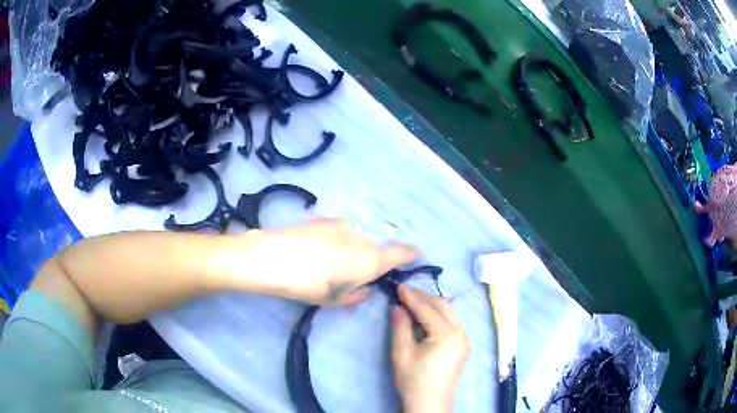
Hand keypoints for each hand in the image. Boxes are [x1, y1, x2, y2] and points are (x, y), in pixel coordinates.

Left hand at [244, 219, 417, 304]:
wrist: (272, 258)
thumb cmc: (308, 285)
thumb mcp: (334, 300)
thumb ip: (357, 295)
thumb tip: (365, 289)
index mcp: (370, 260)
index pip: (401, 253)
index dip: (410, 254)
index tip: (415, 255)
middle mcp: (361, 238)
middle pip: (373, 249)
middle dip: (367, 261)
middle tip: (348, 276)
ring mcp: (341, 225)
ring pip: (354, 240)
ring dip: (348, 250)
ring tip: (325, 263)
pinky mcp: (323, 219)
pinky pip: (337, 233)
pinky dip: (333, 242)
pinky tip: (314, 251)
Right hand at [391, 285, 469, 412]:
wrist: (430, 403)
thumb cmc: (414, 380)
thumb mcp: (402, 353)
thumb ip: (400, 327)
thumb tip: (397, 306)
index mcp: (447, 335)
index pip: (427, 309)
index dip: (411, 297)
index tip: (398, 286)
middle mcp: (461, 333)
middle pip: (444, 306)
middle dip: (424, 297)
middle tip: (405, 293)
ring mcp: (465, 340)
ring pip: (451, 313)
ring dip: (433, 306)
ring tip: (414, 303)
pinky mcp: (464, 347)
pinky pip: (453, 323)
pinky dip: (440, 316)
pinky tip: (427, 318)